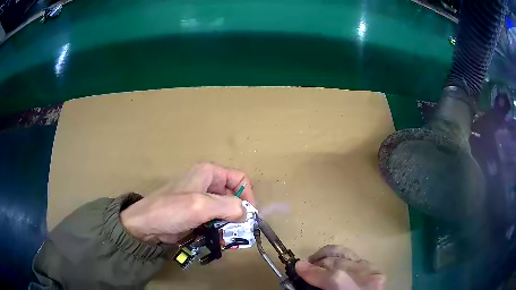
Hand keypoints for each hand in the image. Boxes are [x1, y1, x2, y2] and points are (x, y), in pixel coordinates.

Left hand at [120, 162, 253, 243]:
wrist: (146, 225)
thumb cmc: (171, 210)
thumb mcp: (201, 206)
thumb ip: (228, 207)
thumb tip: (248, 213)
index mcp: (209, 173)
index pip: (239, 179)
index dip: (247, 196)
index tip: (248, 217)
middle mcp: (207, 183)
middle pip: (233, 197)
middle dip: (238, 215)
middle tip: (239, 233)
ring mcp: (201, 200)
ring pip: (225, 211)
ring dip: (229, 225)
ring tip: (227, 239)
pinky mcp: (196, 214)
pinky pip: (215, 220)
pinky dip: (220, 230)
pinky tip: (217, 240)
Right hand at [296, 245, 384, 289]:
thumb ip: (315, 288)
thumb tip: (302, 274)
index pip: (335, 278)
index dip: (314, 271)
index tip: (298, 267)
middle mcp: (369, 278)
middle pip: (338, 263)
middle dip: (317, 263)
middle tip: (304, 267)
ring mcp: (373, 270)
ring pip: (345, 255)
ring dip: (326, 257)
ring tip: (315, 262)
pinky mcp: (374, 266)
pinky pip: (352, 257)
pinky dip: (338, 258)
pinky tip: (330, 264)